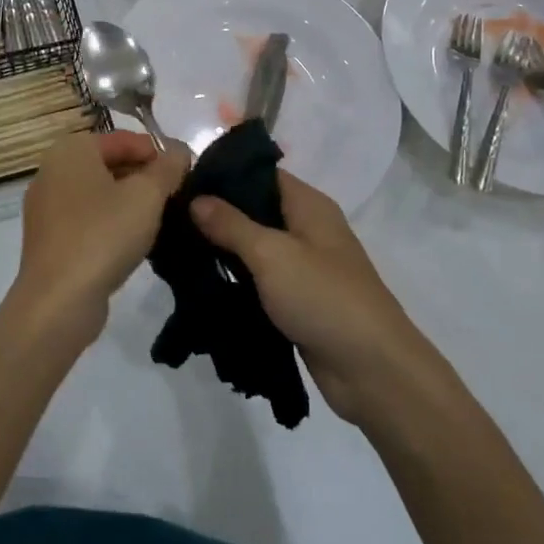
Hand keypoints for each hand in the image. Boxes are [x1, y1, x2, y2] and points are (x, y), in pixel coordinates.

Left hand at [15, 131, 189, 340]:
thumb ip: (168, 167)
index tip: (185, 174)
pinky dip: (111, 222)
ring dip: (130, 201)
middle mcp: (52, 170)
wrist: (59, 300)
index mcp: (71, 149)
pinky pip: (87, 218)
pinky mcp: (48, 238)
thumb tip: (180, 151)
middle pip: (110, 163)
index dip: (158, 153)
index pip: (124, 138)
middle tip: (176, 197)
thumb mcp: (147, 195)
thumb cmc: (104, 235)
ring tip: (161, 219)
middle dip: (144, 177)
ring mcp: (46, 206)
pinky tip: (134, 241)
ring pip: (99, 193)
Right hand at [191, 173, 431, 425]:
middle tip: (171, 217)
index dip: (224, 174)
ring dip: (224, 250)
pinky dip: (236, 280)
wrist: (372, 370)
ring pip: (256, 247)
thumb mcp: (271, 255)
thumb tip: (196, 198)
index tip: (183, 180)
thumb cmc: (324, 297)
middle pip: (256, 210)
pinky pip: (260, 280)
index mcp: (309, 205)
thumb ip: (231, 225)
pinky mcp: (299, 301)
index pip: (261, 173)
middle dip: (217, 214)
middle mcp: (308, 229)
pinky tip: (202, 282)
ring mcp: (304, 267)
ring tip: (177, 248)